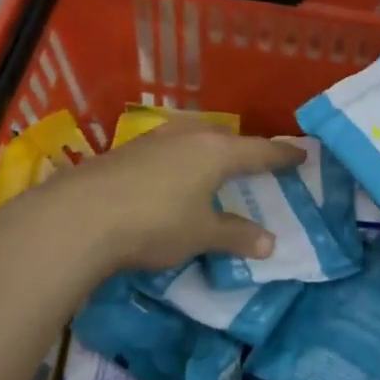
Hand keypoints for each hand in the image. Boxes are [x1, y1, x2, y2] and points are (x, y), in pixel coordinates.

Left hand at [28, 122, 303, 273]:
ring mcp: (154, 140)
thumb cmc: (154, 223)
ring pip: (192, 140)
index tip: (300, 154)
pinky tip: (169, 177)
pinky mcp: (126, 150)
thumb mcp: (201, 234)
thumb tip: (270, 243)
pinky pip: (166, 150)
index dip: (281, 156)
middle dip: (240, 150)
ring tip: (211, 167)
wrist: (79, 216)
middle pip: (224, 139)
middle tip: (253, 164)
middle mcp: (188, 136)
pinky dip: (179, 162)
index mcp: (216, 152)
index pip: (259, 152)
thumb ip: (236, 236)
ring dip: (206, 153)